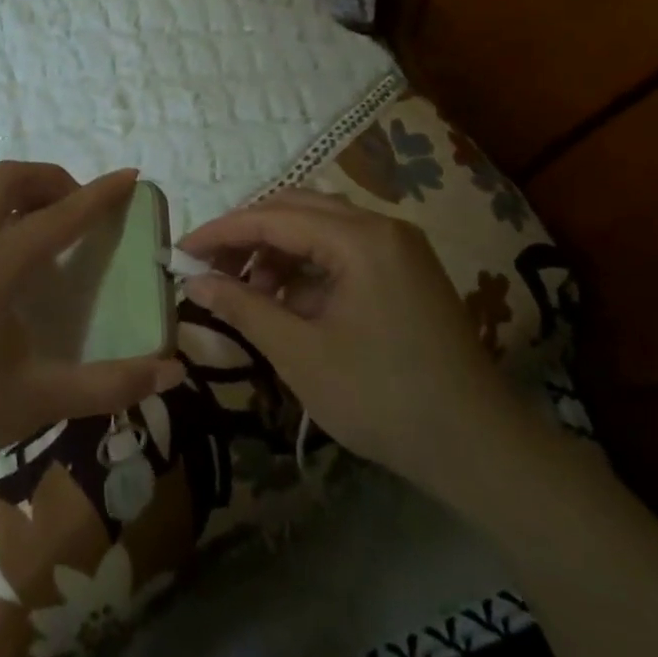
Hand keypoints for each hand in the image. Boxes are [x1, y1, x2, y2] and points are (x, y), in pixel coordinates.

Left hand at [0, 162, 185, 486]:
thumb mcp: (40, 399)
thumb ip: (109, 384)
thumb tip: (170, 373)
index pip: (61, 215)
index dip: (100, 194)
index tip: (128, 176)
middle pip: (9, 178)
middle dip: (51, 180)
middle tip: (76, 208)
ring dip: (14, 194)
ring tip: (37, 231)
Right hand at [180, 189, 538, 503]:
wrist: (477, 447)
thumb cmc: (382, 398)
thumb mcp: (300, 353)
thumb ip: (243, 307)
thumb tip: (194, 281)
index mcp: (360, 239)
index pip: (273, 217)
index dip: (220, 232)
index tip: (180, 253)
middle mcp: (382, 227)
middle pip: (296, 208)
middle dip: (247, 235)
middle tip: (208, 267)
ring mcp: (399, 247)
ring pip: (319, 227)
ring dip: (276, 250)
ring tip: (247, 291)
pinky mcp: (405, 270)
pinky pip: (342, 250)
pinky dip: (306, 268)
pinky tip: (286, 302)